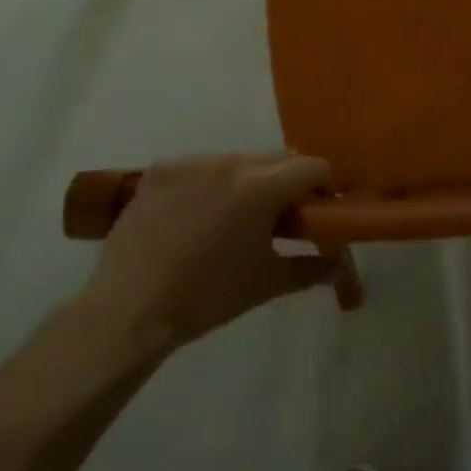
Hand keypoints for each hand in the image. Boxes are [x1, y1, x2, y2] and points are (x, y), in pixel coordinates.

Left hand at [71, 153, 337, 358]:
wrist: (128, 311)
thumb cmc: (206, 298)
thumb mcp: (267, 282)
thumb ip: (313, 268)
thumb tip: (342, 267)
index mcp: (260, 186)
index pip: (313, 166)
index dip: (323, 187)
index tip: (317, 212)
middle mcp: (229, 162)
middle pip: (278, 159)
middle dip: (288, 183)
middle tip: (280, 219)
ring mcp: (191, 162)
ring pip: (239, 160)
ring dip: (249, 181)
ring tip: (233, 220)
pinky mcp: (161, 169)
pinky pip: (201, 167)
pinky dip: (210, 184)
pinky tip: (196, 217)